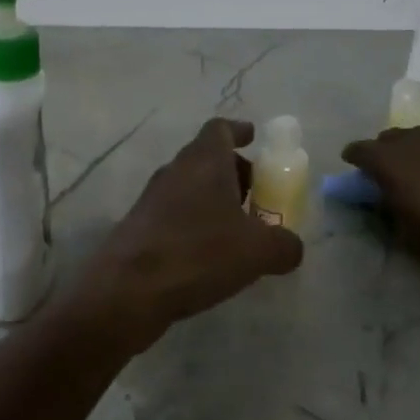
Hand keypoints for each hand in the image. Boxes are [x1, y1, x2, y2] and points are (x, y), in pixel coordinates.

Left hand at [71, 118, 304, 352]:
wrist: (128, 291)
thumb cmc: (198, 254)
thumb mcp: (258, 251)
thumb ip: (284, 244)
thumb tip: (291, 246)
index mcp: (204, 160)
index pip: (220, 128)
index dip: (239, 131)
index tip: (254, 138)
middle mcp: (175, 170)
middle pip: (207, 158)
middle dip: (234, 172)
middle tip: (257, 195)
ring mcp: (152, 198)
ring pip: (190, 187)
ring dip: (214, 200)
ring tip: (238, 231)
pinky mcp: (139, 226)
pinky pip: (175, 213)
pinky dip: (195, 223)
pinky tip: (209, 255)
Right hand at [341, 126, 419, 295]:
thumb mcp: (409, 237)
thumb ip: (391, 211)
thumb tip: (385, 199)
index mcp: (392, 163)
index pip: (361, 150)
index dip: (354, 159)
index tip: (353, 168)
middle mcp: (419, 141)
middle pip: (391, 138)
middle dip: (385, 152)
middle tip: (388, 174)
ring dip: (416, 152)